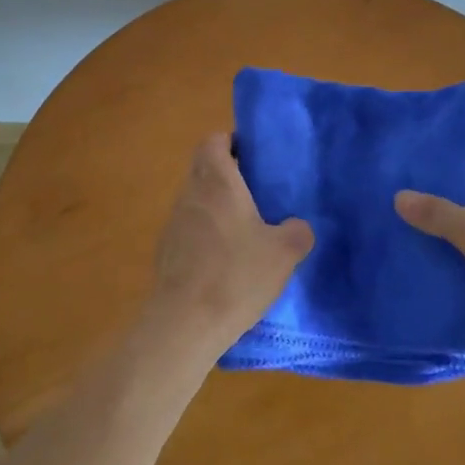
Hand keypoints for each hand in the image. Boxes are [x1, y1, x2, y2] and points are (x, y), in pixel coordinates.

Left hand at [141, 133, 313, 360]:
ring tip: (247, 229)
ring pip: (196, 201)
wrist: (185, 323)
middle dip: (228, 175)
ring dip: (217, 207)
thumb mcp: (284, 252)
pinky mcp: (166, 253)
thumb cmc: (236, 275)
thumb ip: (297, 232)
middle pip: (204, 170)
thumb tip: (296, 227)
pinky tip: (226, 262)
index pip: (213, 141)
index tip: (253, 155)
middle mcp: (189, 194)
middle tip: (258, 193)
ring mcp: (173, 224)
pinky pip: (189, 231)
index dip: (231, 142)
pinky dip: (206, 236)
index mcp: (216, 181)